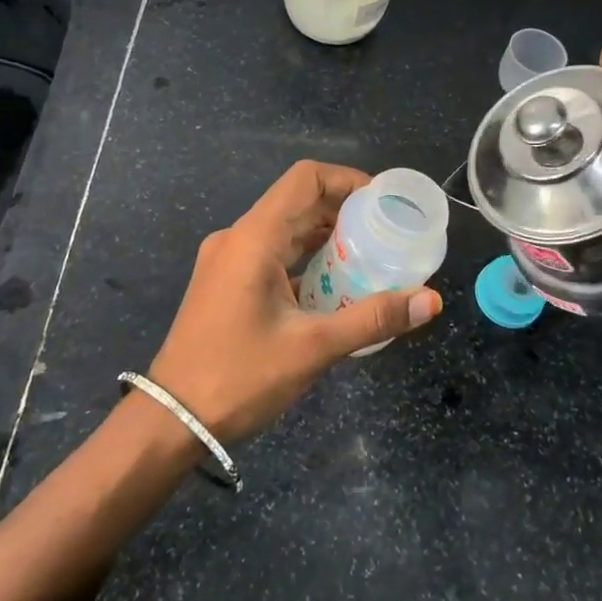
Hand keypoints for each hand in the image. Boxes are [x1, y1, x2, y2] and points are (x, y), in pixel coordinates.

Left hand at [146, 161, 442, 443]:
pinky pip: (271, 253)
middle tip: (386, 235)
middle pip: (296, 202)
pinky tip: (332, 288)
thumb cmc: (239, 377)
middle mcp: (237, 238)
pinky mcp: (224, 282)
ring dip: (324, 237)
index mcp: (253, 238)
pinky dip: (304, 259)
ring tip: (368, 259)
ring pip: (284, 230)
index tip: (383, 203)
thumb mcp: (312, 348)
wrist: (170, 420)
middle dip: (343, 212)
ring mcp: (226, 260)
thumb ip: (373, 319)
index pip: (304, 179)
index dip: (347, 180)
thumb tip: (430, 300)